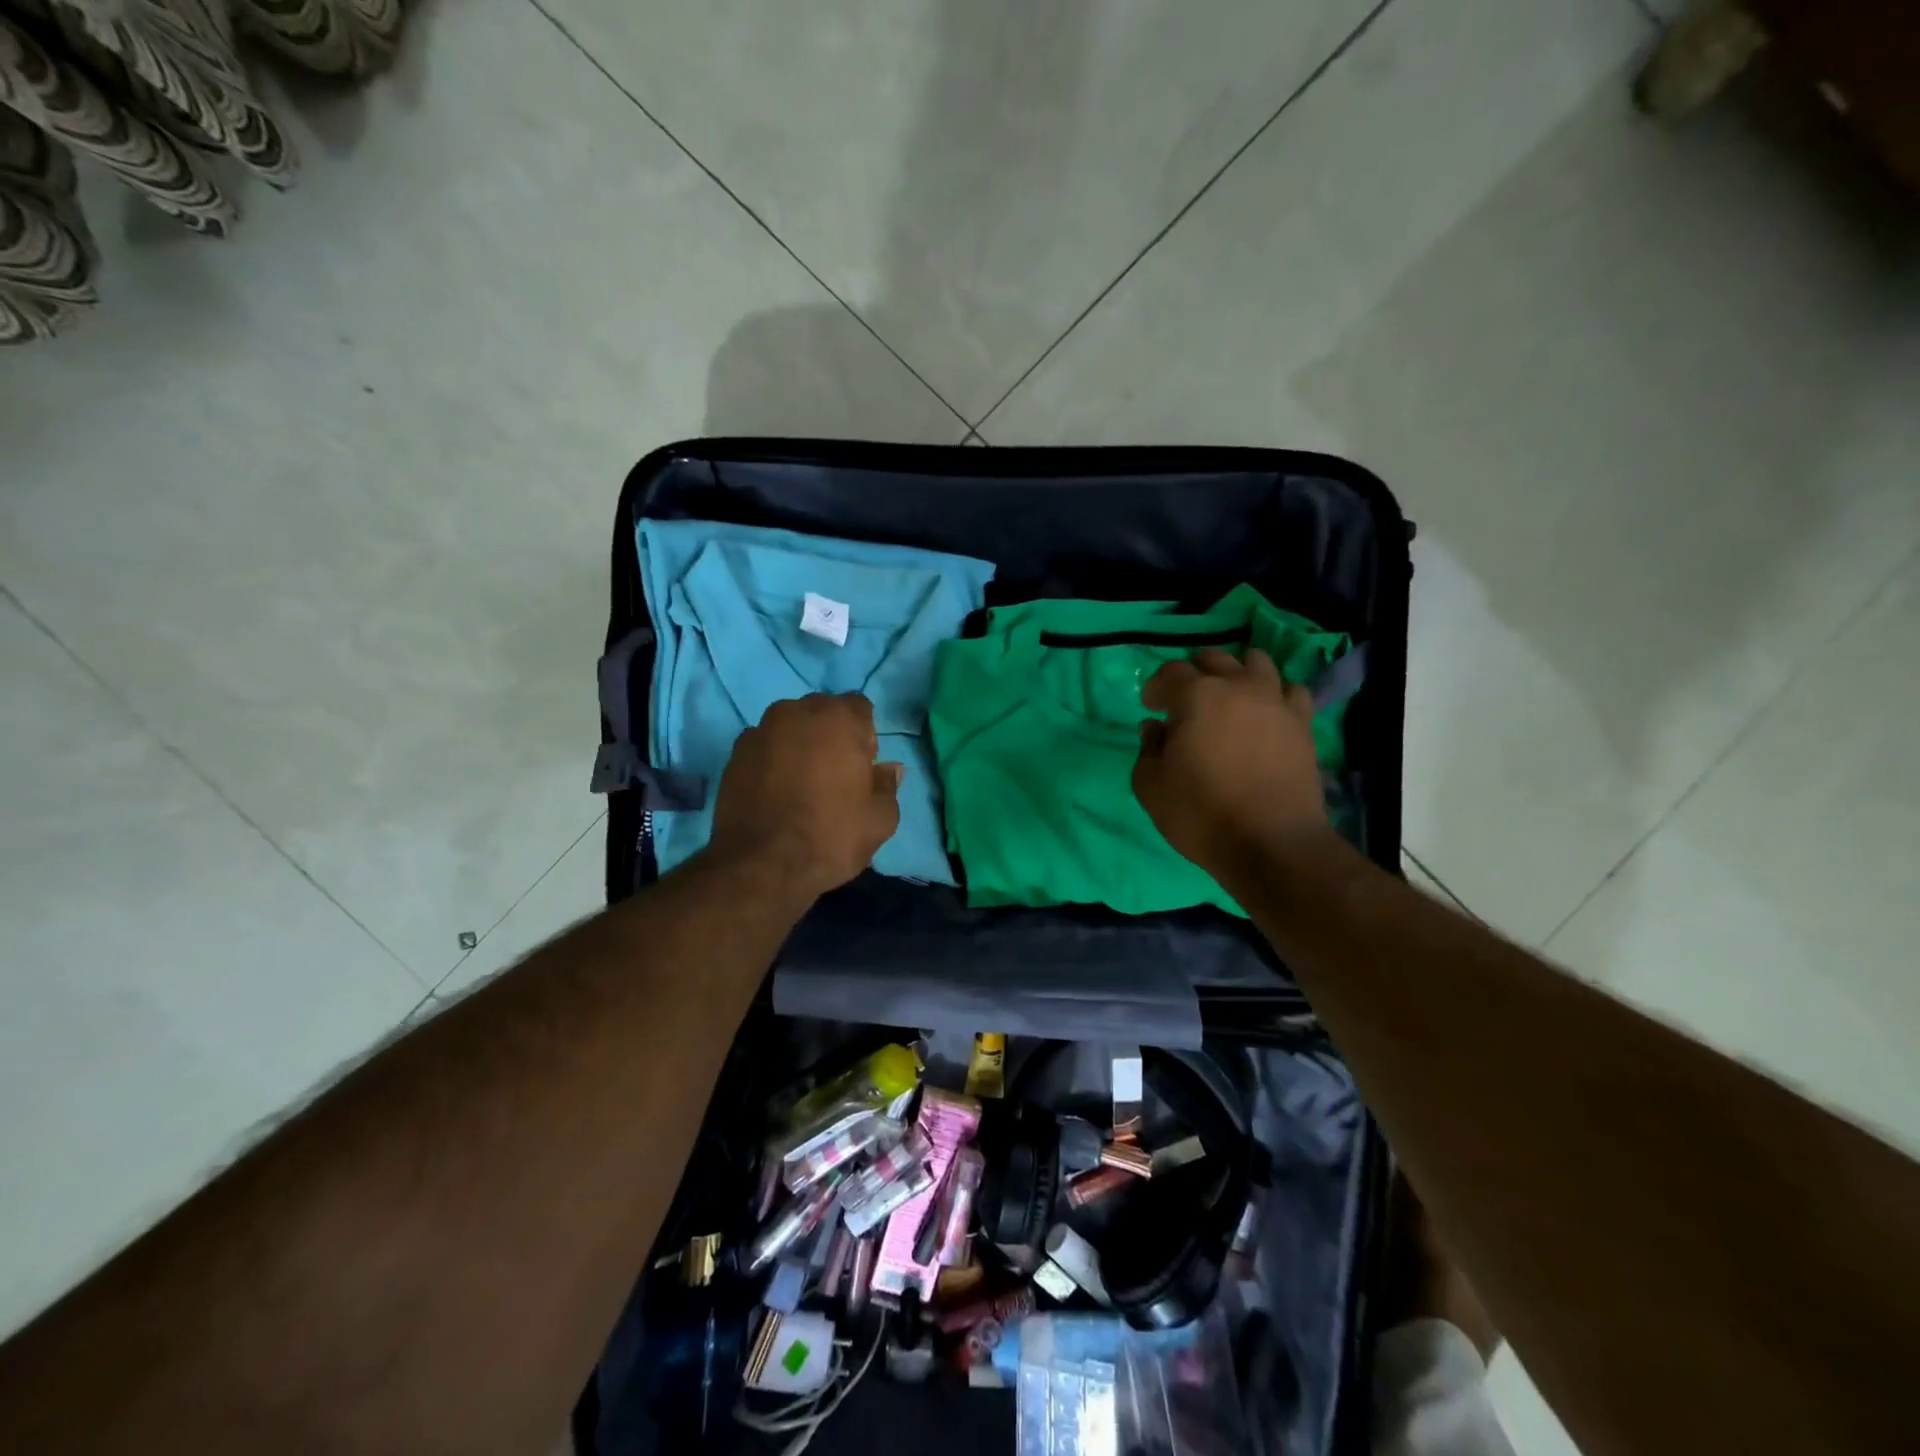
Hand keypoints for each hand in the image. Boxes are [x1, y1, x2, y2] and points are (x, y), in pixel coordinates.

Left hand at [709, 693, 902, 899]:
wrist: (761, 866)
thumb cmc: (831, 836)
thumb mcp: (880, 819)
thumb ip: (888, 785)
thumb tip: (890, 769)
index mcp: (838, 718)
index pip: (860, 707)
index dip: (865, 735)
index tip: (863, 767)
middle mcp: (796, 712)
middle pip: (822, 712)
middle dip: (832, 735)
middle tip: (835, 775)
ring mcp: (760, 731)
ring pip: (790, 727)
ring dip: (800, 745)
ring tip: (802, 784)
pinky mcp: (734, 755)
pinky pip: (764, 747)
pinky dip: (773, 761)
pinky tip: (776, 793)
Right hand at [1133, 648, 1327, 878]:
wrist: (1271, 843)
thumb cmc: (1201, 814)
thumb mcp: (1151, 787)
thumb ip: (1148, 749)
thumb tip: (1155, 728)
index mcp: (1196, 696)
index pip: (1171, 672)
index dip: (1156, 687)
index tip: (1151, 707)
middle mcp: (1238, 687)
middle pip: (1215, 658)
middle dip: (1194, 672)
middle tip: (1185, 699)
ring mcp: (1276, 702)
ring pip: (1257, 662)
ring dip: (1237, 672)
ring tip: (1229, 696)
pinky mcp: (1303, 723)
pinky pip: (1291, 690)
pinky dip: (1275, 693)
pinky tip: (1266, 712)